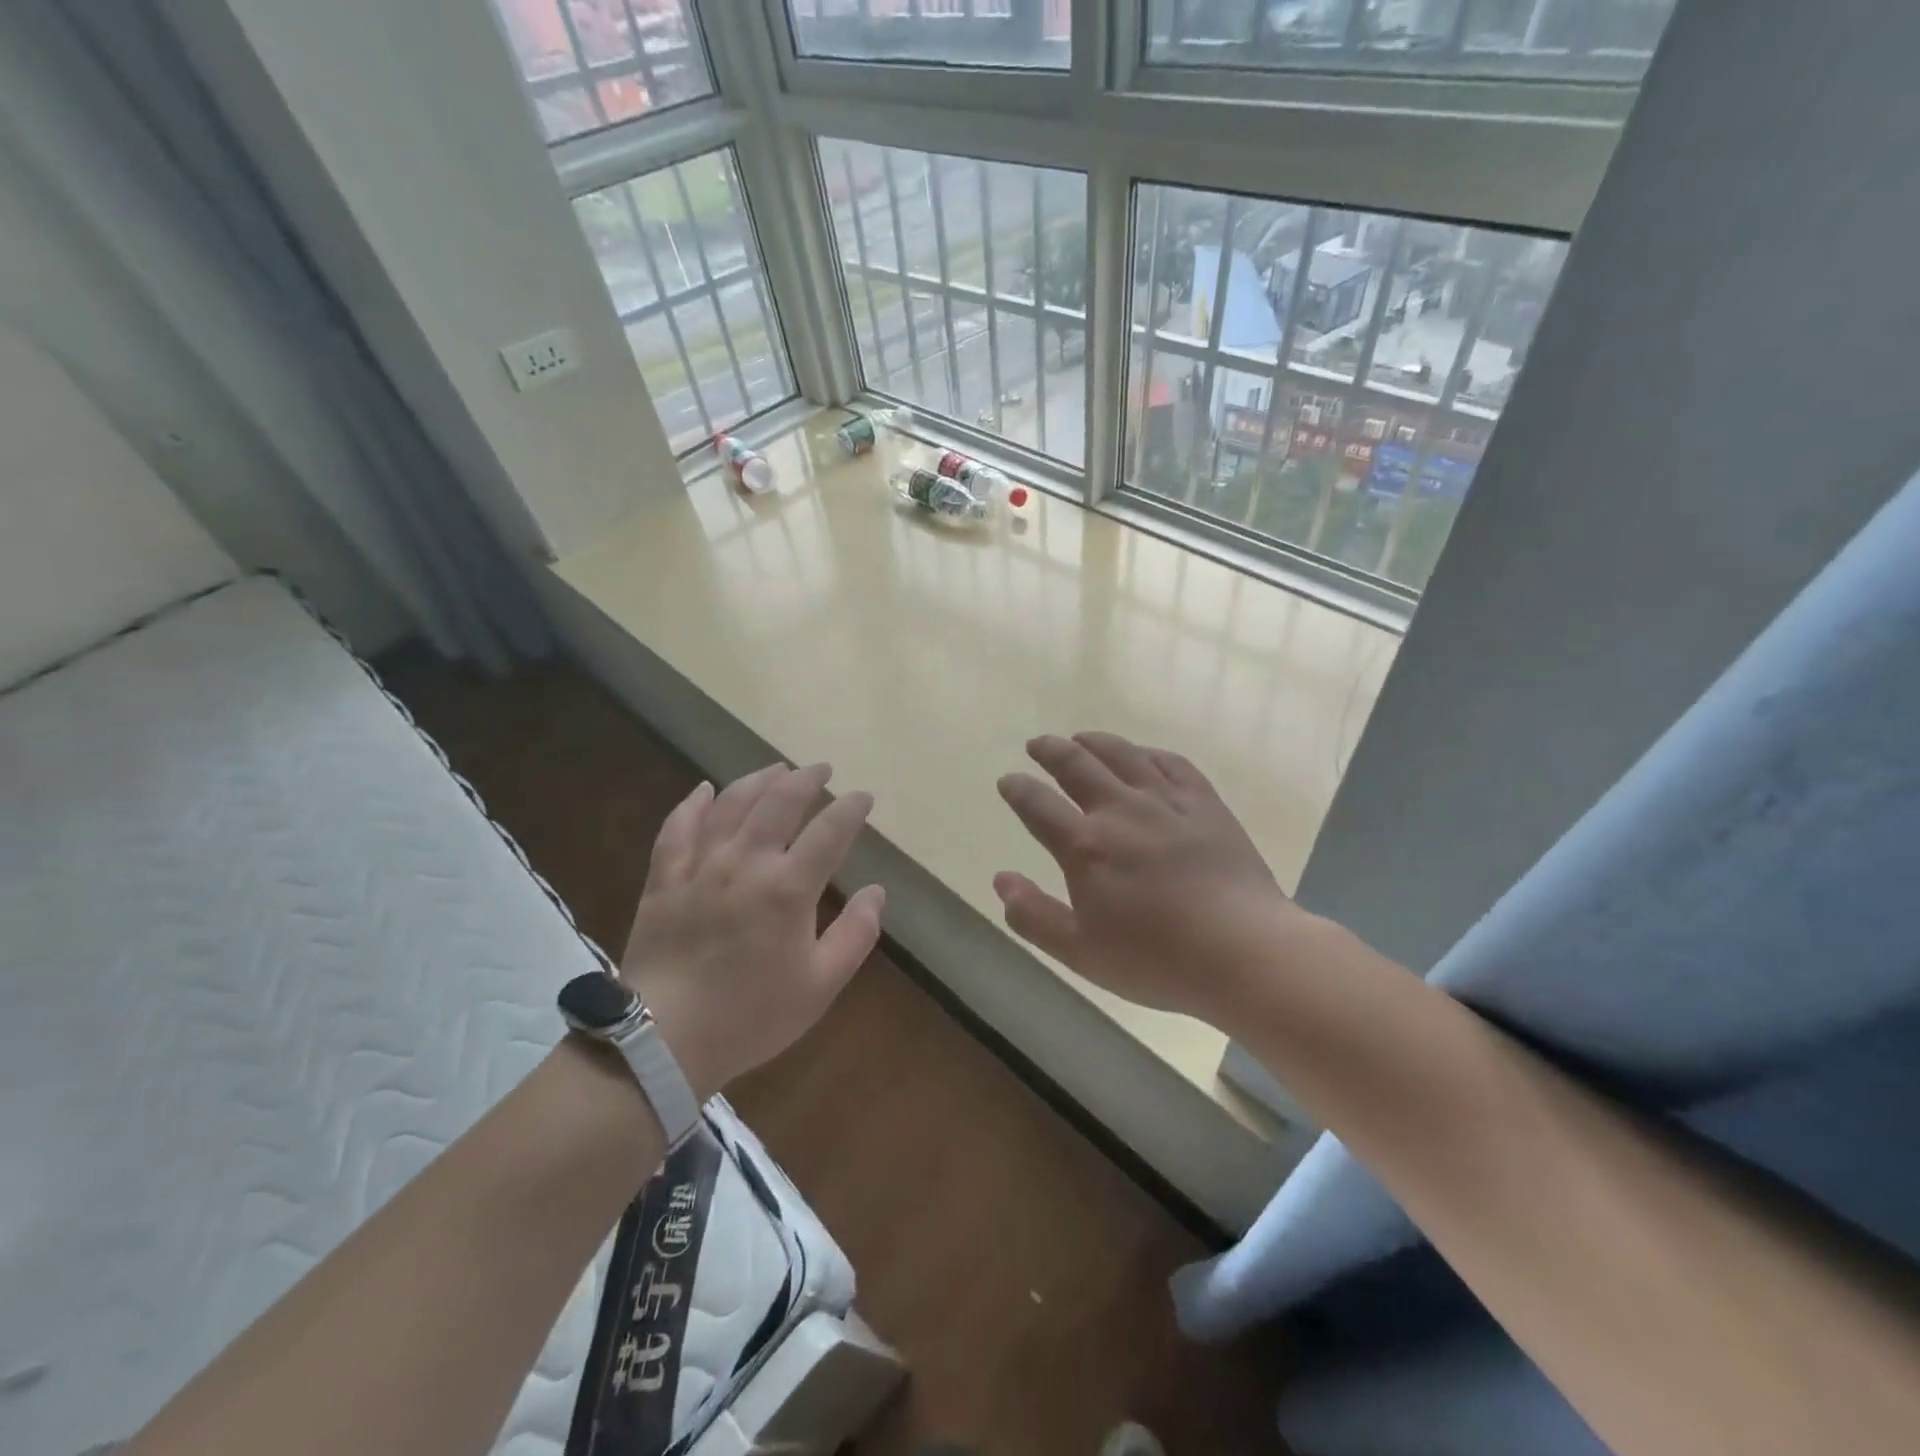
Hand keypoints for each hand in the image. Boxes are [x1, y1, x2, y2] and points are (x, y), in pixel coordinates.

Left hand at [620, 764, 882, 1100]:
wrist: (664, 1041)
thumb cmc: (751, 1016)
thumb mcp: (820, 985)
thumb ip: (855, 934)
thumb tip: (876, 892)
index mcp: (788, 889)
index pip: (829, 832)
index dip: (850, 809)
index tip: (863, 797)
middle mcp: (745, 863)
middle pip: (778, 803)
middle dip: (806, 779)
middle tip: (821, 769)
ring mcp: (700, 867)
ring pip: (731, 805)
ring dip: (757, 781)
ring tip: (776, 769)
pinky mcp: (664, 879)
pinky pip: (677, 828)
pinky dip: (693, 804)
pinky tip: (704, 789)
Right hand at [995, 733, 1306, 1024]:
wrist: (1243, 951)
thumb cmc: (1156, 959)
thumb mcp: (1080, 951)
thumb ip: (1033, 915)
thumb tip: (1001, 880)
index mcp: (1085, 846)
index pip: (1037, 805)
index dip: (1017, 789)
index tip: (1008, 780)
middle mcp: (1120, 810)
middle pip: (1076, 765)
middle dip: (1050, 750)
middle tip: (1037, 745)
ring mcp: (1165, 801)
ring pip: (1122, 754)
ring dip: (1094, 742)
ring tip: (1080, 738)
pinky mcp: (1204, 803)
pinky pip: (1170, 762)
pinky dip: (1147, 752)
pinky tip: (1142, 755)